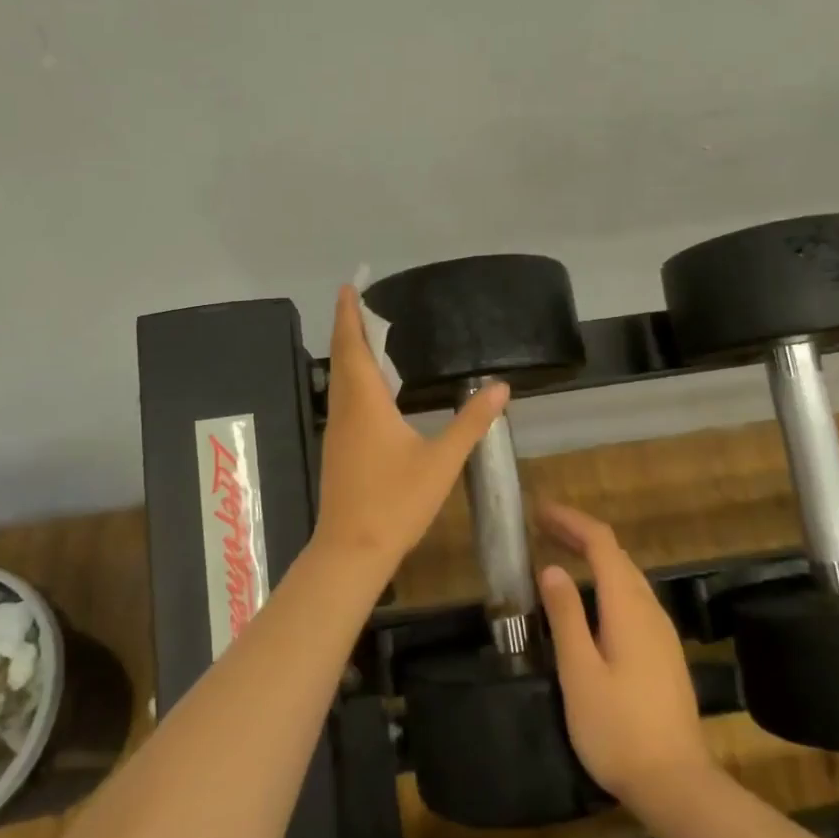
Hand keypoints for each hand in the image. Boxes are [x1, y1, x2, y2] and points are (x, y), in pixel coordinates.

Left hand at [314, 286, 508, 573]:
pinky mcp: (338, 449)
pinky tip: (370, 389)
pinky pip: (343, 399)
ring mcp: (337, 431)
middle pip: (342, 358)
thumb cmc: (396, 502)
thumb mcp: (442, 461)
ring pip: (339, 380)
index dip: (349, 314)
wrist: (352, 550)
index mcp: (365, 402)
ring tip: (367, 335)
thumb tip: (501, 387)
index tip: (348, 286)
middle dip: (348, 326)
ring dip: (349, 352)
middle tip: (359, 301)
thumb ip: (471, 423)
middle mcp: (345, 410)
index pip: (353, 346)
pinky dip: (352, 378)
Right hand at [537, 502, 714, 804]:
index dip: (571, 521)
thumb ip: (566, 616)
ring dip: (594, 557)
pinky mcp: (663, 653)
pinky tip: (591, 600)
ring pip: (627, 576)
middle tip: (542, 528)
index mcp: (628, 606)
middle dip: (580, 534)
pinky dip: (606, 581)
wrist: (676, 784)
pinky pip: (633, 598)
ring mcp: (662, 632)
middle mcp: (650, 609)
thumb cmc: (618, 729)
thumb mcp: (580, 672)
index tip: (539, 513)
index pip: (601, 544)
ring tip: (560, 553)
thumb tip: (551, 568)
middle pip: (616, 555)